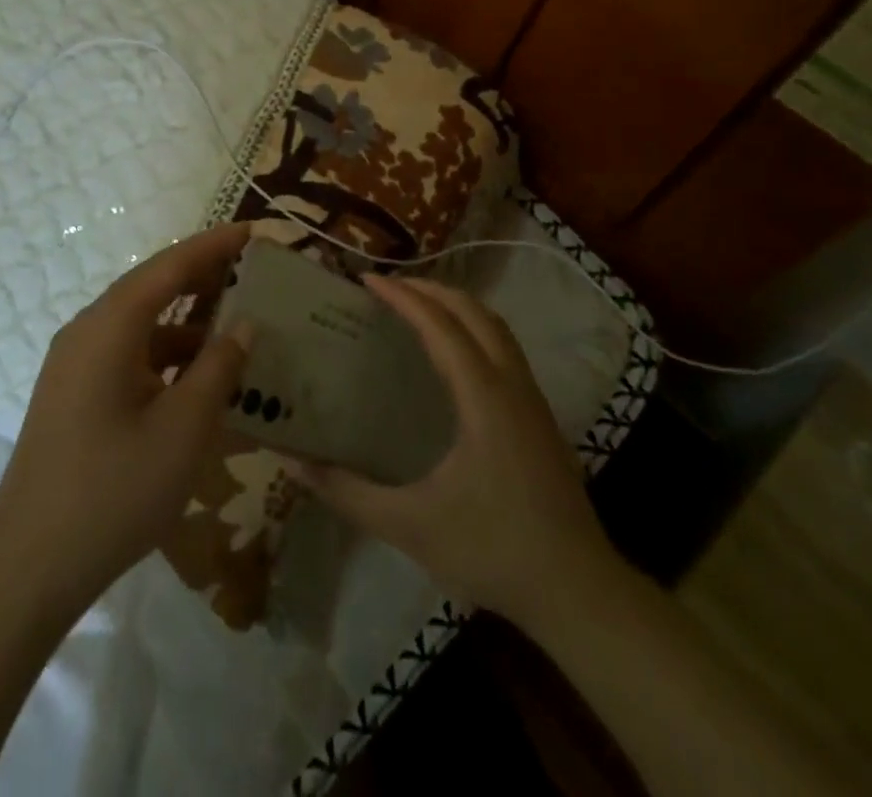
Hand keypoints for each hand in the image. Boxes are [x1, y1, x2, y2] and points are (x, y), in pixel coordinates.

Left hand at [0, 222, 252, 615]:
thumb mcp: (184, 428)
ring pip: (141, 323)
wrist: (30, 565)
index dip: (213, 246)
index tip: (253, 231)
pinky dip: (166, 354)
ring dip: (186, 320)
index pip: (169, 266)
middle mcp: (88, 331)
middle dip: (202, 276)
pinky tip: (199, 376)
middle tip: (251, 268)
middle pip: (152, 287)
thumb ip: (219, 368)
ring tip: (236, 324)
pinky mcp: (74, 393)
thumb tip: (244, 325)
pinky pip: (128, 354)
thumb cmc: (115, 490)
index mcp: (109, 327)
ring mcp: (76, 364)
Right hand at [298, 276, 622, 631]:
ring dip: (458, 306)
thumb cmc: (491, 549)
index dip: (403, 297)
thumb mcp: (409, 525)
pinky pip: (506, 349)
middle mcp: (512, 384)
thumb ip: (347, 493)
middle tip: (390, 285)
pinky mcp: (541, 418)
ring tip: (419, 305)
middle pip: (474, 312)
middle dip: (431, 289)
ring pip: (496, 327)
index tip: (367, 279)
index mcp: (483, 397)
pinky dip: (476, 329)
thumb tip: (294, 463)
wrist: (577, 591)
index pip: (440, 326)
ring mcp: (533, 400)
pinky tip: (456, 354)